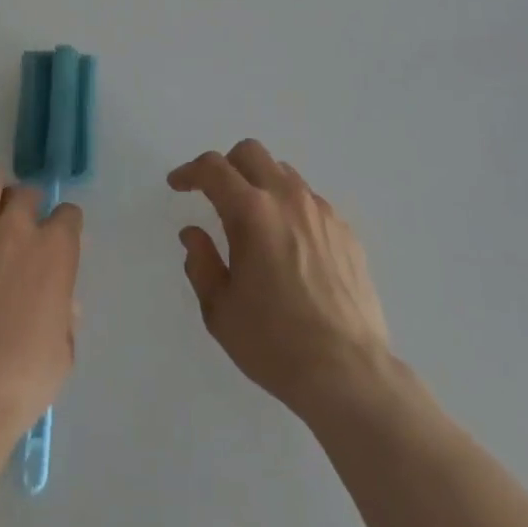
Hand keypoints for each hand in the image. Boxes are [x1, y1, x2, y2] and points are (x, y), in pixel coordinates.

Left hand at [0, 163, 82, 444]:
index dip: (64, 227)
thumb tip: (62, 301)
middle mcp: (18, 227)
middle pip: (27, 193)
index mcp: (56, 251)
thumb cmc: (21, 383)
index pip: (69, 215)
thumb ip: (65, 315)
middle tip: (19, 229)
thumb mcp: (63, 353)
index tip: (57, 243)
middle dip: (28, 206)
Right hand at [169, 141, 391, 416]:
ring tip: (255, 222)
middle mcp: (288, 198)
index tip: (178, 184)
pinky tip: (290, 246)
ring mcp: (321, 211)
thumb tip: (193, 233)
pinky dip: (290, 209)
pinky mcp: (346, 231)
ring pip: (283, 173)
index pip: (213, 169)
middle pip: (251, 153)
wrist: (349, 373)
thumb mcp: (220, 310)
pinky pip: (310, 202)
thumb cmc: (275, 343)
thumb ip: (201, 263)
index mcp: (252, 212)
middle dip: (227, 166)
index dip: (189, 171)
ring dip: (261, 184)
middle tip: (215, 195)